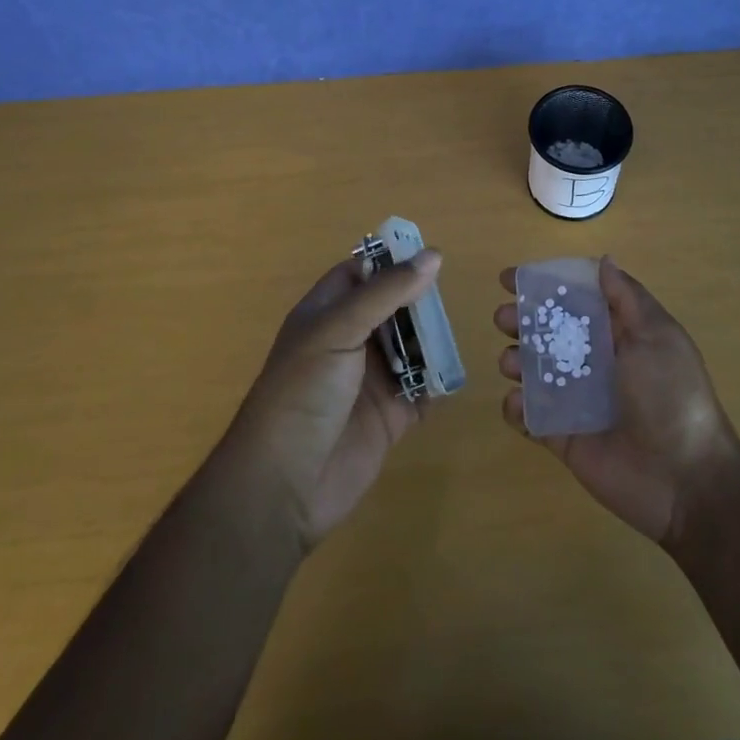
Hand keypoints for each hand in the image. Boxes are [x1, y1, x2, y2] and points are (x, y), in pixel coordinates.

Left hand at [223, 250, 438, 551]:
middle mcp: (349, 342)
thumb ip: (387, 291)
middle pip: (393, 308)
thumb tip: (433, 256)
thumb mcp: (339, 328)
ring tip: (455, 333)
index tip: (430, 255)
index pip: (361, 274)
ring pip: (411, 347)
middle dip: (419, 302)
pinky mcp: (390, 416)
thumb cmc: (304, 391)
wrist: (284, 484)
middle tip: (448, 297)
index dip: (391, 262)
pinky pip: (423, 390)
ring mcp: (371, 380)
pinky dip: (438, 382)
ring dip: (432, 341)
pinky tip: (453, 373)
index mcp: (326, 314)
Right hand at [495, 256, 739, 543]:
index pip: (574, 301)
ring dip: (515, 360)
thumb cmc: (671, 396)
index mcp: (617, 334)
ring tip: (511, 363)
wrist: (685, 480)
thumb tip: (603, 261)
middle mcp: (594, 362)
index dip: (543, 287)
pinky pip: (530, 416)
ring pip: (533, 370)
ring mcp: (575, 400)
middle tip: (504, 319)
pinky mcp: (562, 436)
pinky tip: (518, 403)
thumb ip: (626, 297)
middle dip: (520, 320)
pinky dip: (516, 408)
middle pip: (547, 332)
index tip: (509, 278)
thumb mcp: (657, 336)